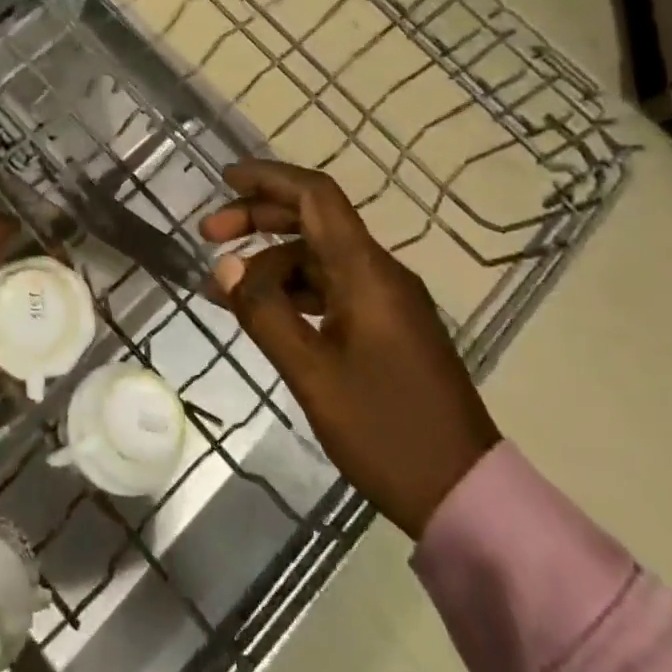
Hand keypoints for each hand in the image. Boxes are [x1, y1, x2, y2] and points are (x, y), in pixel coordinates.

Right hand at [200, 159, 500, 538]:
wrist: (463, 493)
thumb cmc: (385, 430)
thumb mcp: (312, 373)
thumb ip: (264, 312)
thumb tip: (223, 265)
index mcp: (366, 272)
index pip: (316, 196)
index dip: (269, 178)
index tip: (224, 178)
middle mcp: (379, 273)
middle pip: (313, 220)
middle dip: (259, 217)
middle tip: (208, 233)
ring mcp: (386, 301)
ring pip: (319, 257)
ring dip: (271, 261)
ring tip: (224, 287)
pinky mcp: (387, 327)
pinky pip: (331, 288)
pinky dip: (292, 290)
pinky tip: (263, 313)